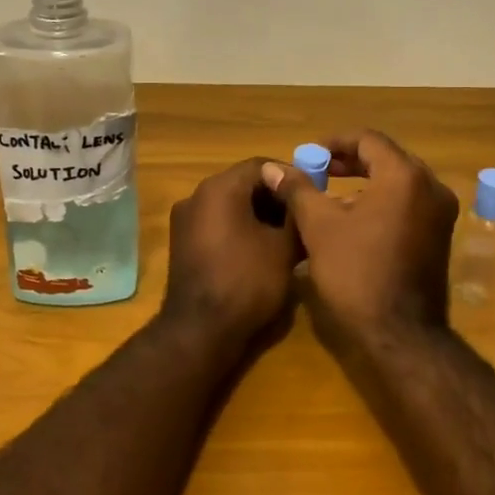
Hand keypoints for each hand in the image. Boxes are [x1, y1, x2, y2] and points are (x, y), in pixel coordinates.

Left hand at [161, 158, 300, 349]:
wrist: (200, 330)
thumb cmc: (247, 282)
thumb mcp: (284, 249)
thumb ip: (297, 217)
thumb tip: (305, 202)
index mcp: (219, 188)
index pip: (261, 165)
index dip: (290, 176)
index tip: (312, 194)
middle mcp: (196, 196)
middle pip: (242, 183)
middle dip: (274, 197)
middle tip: (302, 216)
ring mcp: (185, 220)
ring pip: (229, 204)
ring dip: (258, 214)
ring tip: (286, 235)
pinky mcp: (182, 243)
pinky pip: (216, 223)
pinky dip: (239, 228)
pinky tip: (261, 249)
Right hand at [262, 131, 458, 347]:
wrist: (399, 333)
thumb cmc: (356, 272)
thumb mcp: (319, 227)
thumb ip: (298, 190)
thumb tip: (272, 168)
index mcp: (404, 177)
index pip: (368, 140)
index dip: (334, 142)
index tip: (309, 154)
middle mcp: (431, 188)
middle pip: (387, 158)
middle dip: (350, 161)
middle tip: (318, 170)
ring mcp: (440, 214)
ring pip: (399, 182)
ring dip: (365, 182)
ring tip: (330, 194)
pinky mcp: (440, 237)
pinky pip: (409, 204)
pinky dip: (382, 201)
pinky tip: (354, 218)